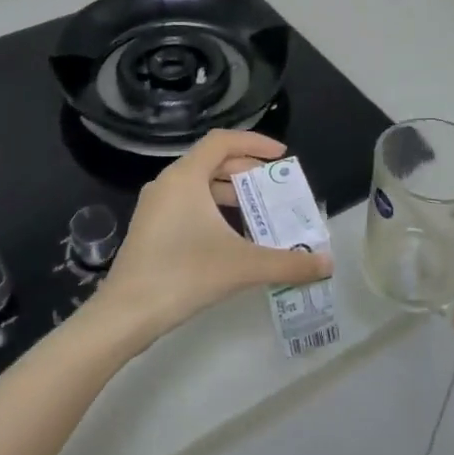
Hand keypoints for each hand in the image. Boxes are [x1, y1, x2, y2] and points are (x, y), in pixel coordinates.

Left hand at [97, 131, 332, 348]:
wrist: (126, 313)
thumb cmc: (184, 275)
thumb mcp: (242, 266)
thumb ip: (288, 263)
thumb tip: (327, 263)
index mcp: (185, 177)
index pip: (223, 141)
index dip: (255, 143)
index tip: (282, 157)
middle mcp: (167, 183)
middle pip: (212, 162)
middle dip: (247, 171)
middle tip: (275, 188)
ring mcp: (155, 206)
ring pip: (199, 185)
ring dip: (231, 193)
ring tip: (259, 213)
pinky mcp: (150, 228)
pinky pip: (187, 204)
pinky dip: (213, 210)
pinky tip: (232, 237)